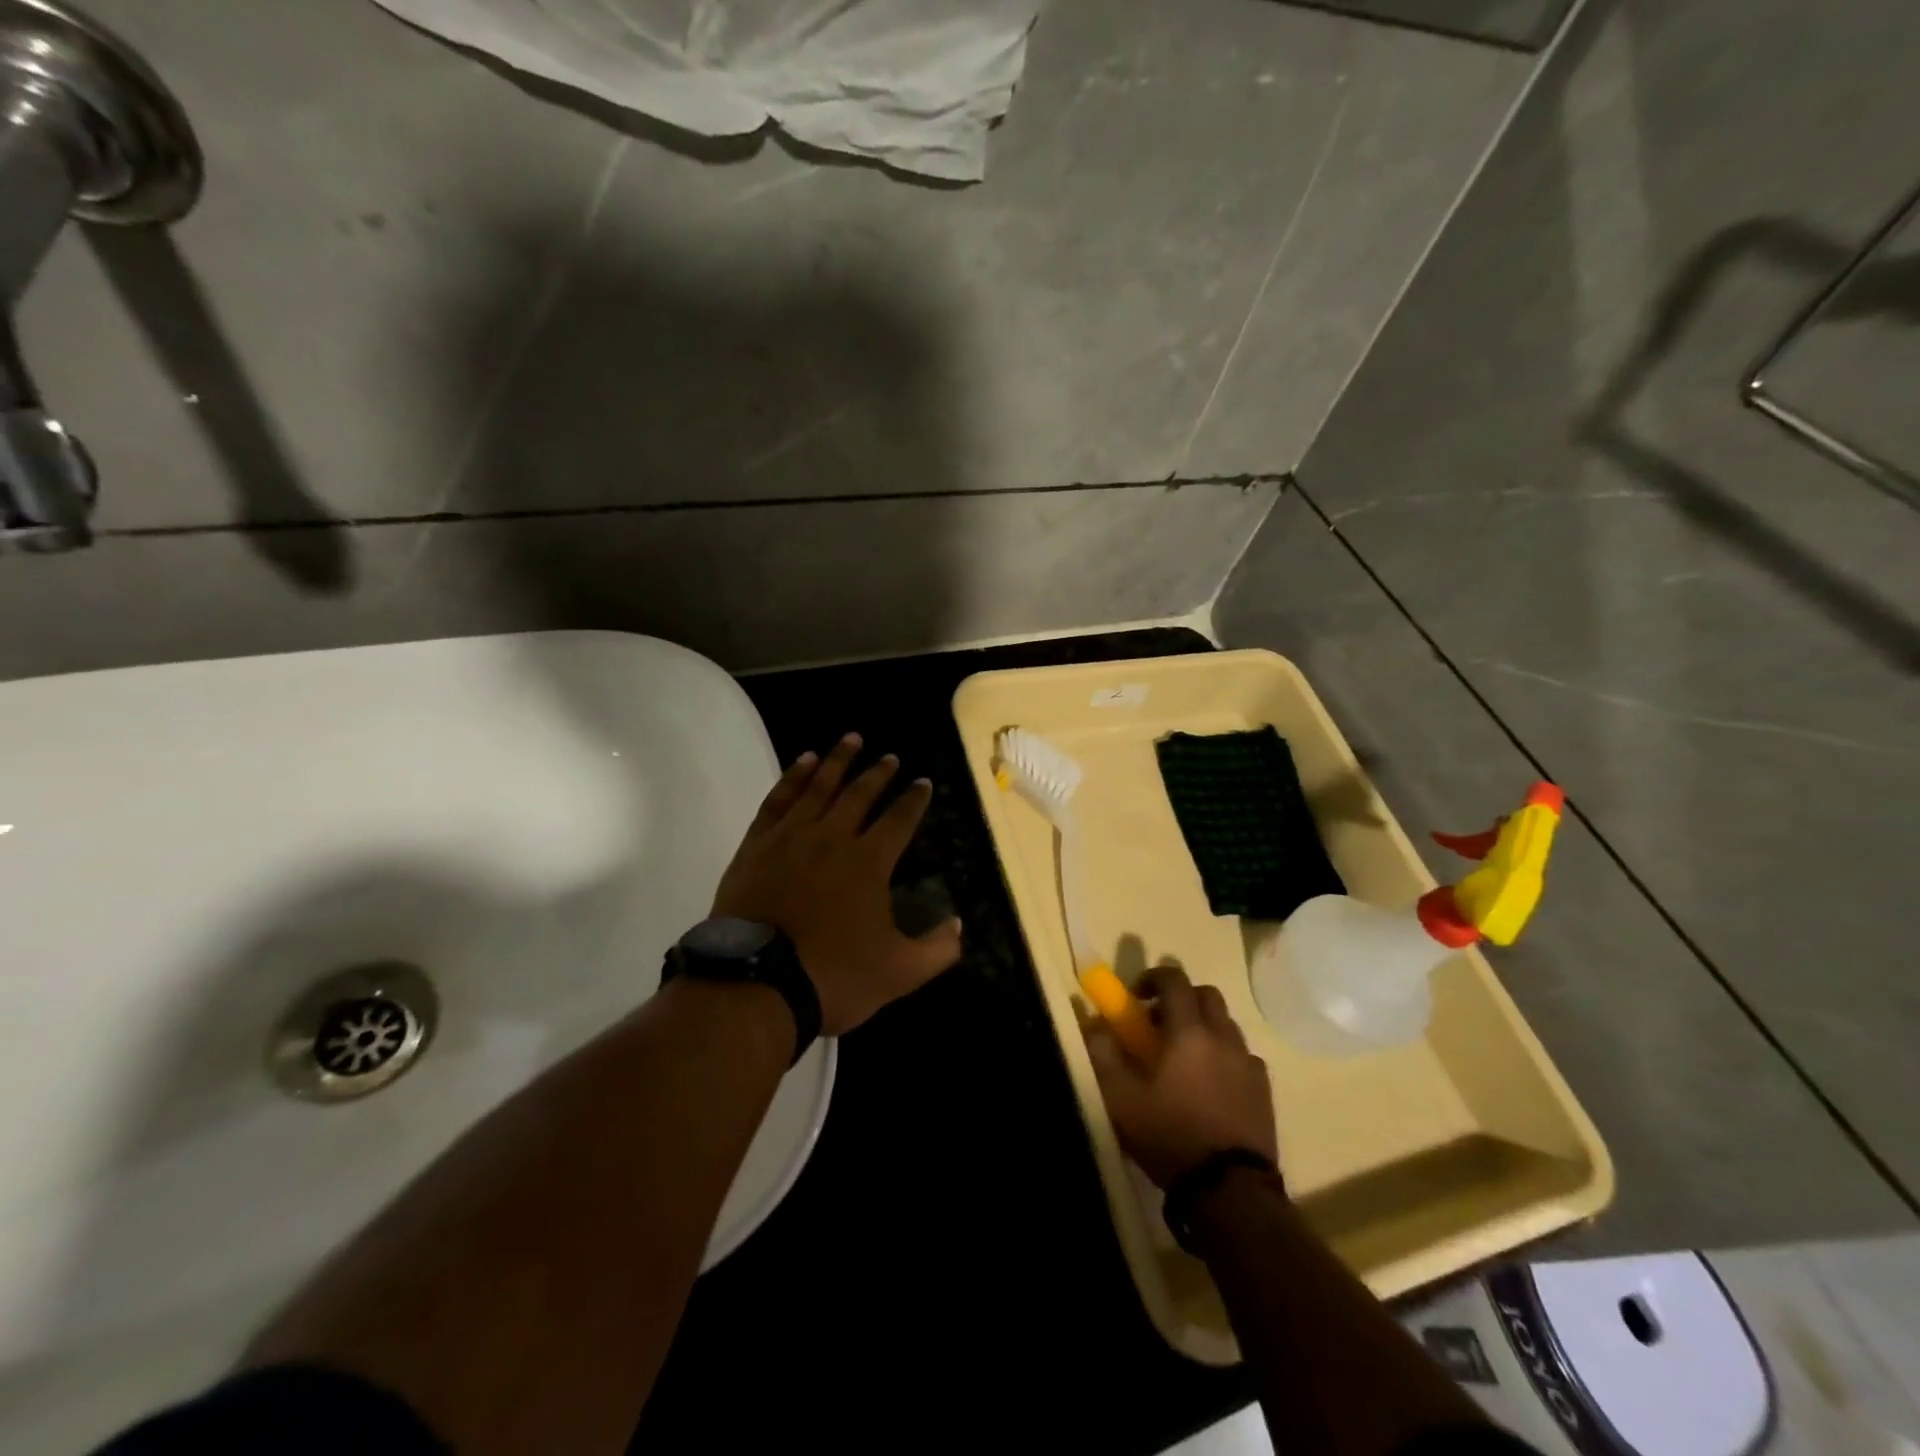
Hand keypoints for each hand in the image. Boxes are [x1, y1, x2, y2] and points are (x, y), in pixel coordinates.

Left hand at [711, 734, 963, 1035]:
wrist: (755, 985)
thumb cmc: (832, 976)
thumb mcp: (899, 973)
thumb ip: (937, 949)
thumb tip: (959, 925)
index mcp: (869, 862)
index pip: (898, 820)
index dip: (914, 800)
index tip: (923, 782)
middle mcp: (832, 838)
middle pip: (859, 794)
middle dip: (878, 773)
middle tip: (890, 757)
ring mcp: (790, 838)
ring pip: (818, 787)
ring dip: (837, 761)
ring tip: (851, 739)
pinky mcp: (756, 845)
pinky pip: (778, 800)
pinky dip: (792, 777)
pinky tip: (802, 763)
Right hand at [1082, 966, 1277, 1188]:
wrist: (1229, 1190)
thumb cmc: (1169, 1134)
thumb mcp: (1119, 1096)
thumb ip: (1102, 1051)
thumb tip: (1093, 1021)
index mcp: (1188, 1030)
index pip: (1174, 979)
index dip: (1153, 978)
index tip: (1136, 996)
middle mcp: (1223, 1036)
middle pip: (1206, 994)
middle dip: (1181, 998)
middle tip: (1159, 1024)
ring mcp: (1248, 1063)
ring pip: (1226, 1024)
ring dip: (1204, 1027)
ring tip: (1184, 1057)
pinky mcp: (1264, 1090)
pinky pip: (1243, 1056)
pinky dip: (1224, 1055)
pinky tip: (1211, 1084)